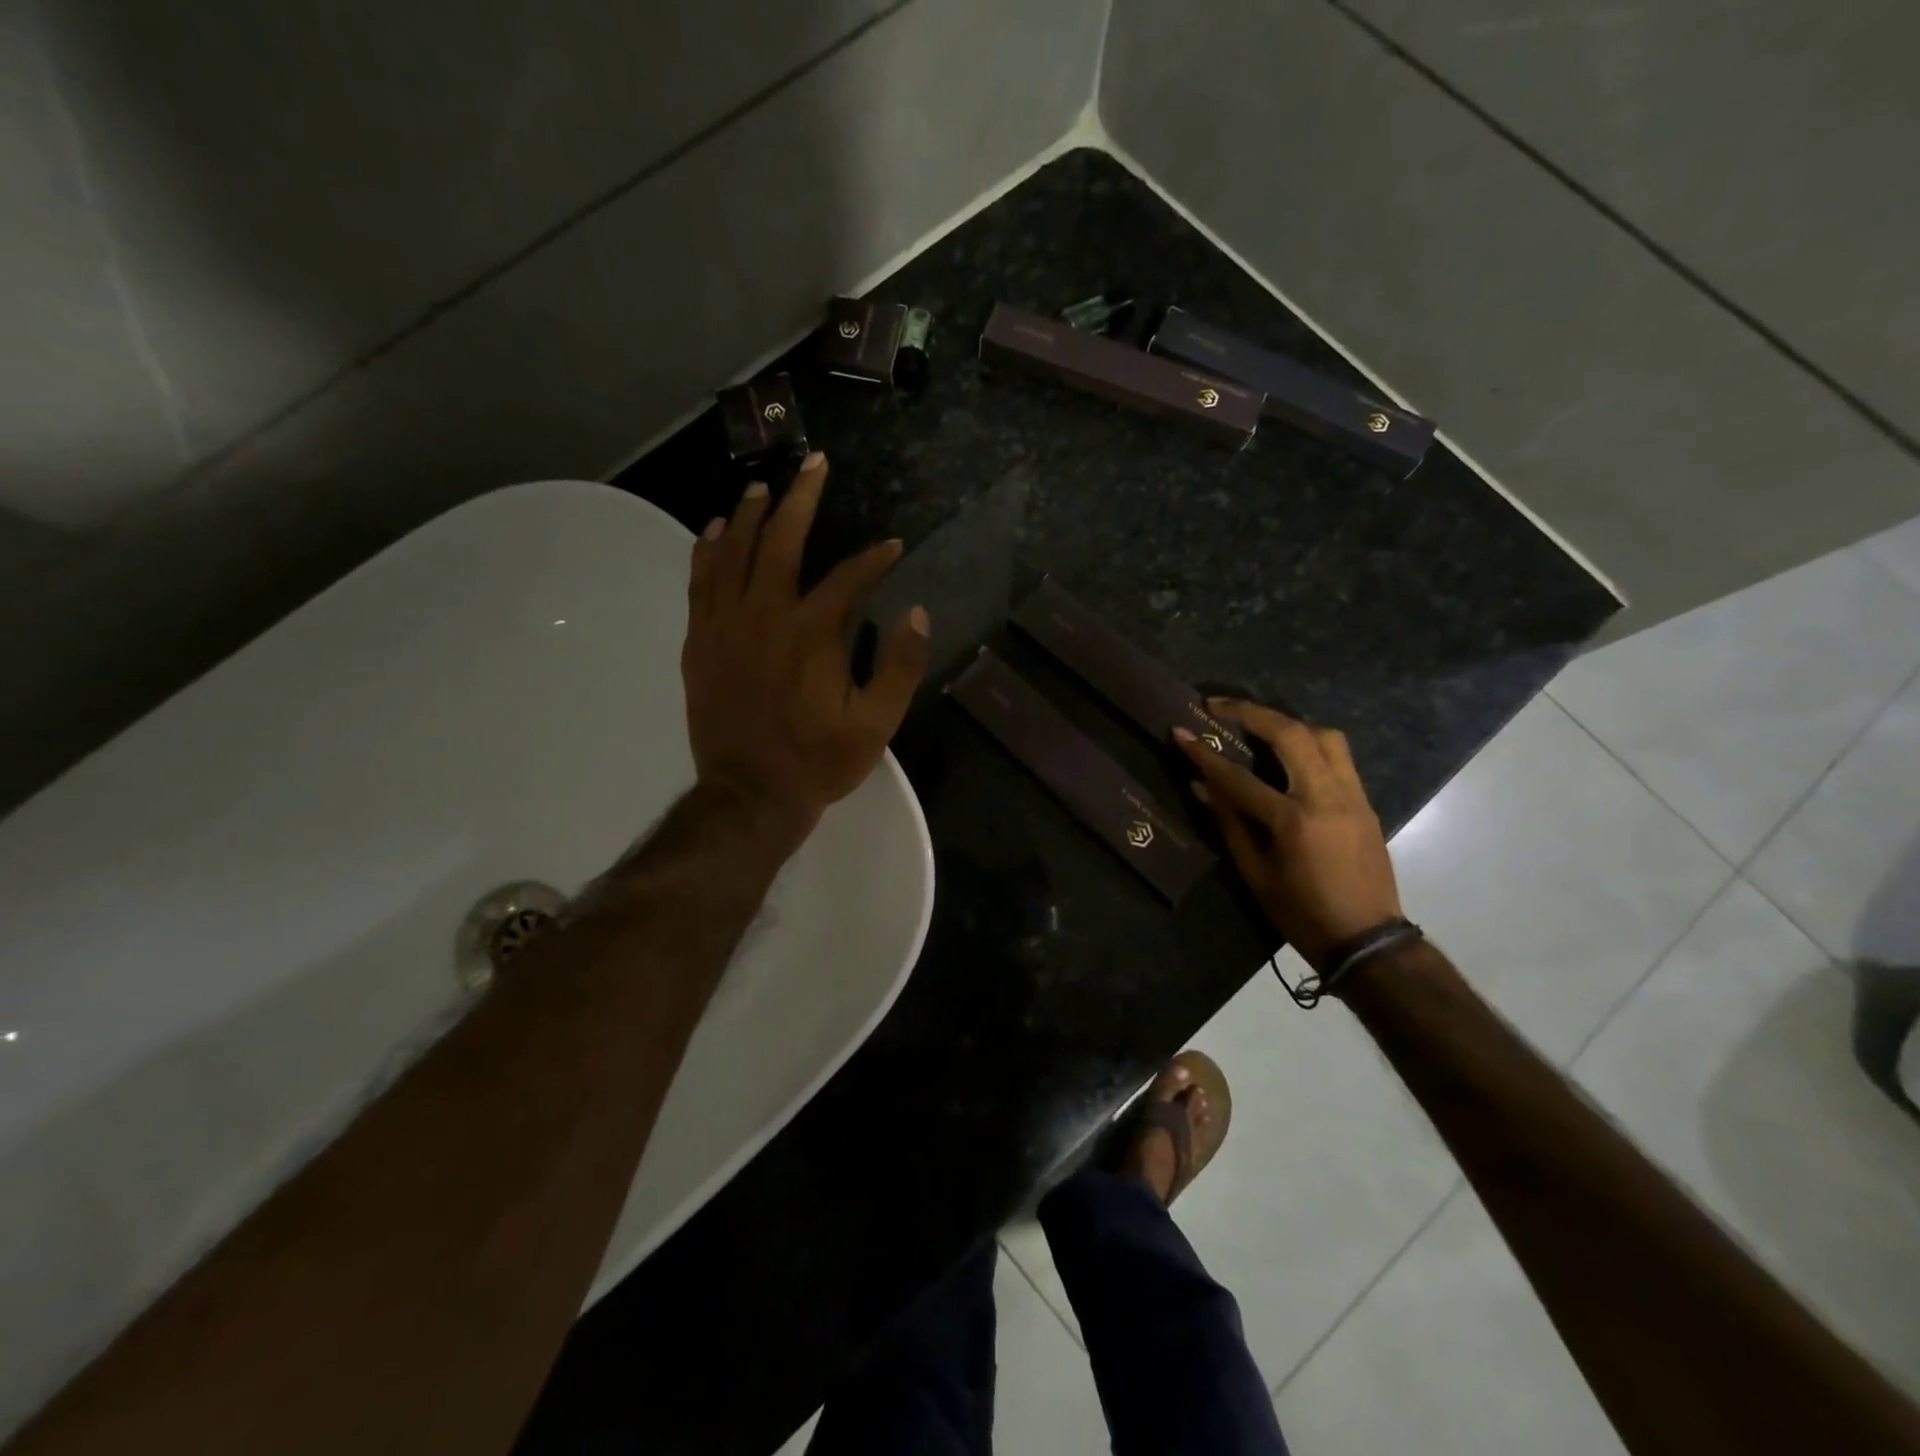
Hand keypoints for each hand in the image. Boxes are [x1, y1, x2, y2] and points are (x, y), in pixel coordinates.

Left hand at [682, 452, 928, 829]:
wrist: (750, 795)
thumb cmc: (818, 761)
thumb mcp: (877, 724)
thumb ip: (900, 667)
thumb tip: (917, 613)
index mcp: (812, 633)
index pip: (849, 577)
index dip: (874, 558)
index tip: (892, 546)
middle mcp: (765, 615)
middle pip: (782, 541)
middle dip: (803, 498)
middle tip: (814, 463)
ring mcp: (725, 625)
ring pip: (734, 552)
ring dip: (751, 515)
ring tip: (764, 488)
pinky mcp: (699, 642)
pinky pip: (700, 583)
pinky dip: (707, 551)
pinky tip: (714, 530)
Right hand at [1175, 702, 1401, 972]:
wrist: (1367, 940)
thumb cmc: (1302, 913)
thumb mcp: (1255, 873)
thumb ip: (1229, 824)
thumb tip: (1200, 786)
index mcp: (1294, 820)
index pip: (1239, 777)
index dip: (1205, 754)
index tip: (1180, 731)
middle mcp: (1327, 796)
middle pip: (1291, 734)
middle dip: (1251, 712)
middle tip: (1219, 706)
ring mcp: (1352, 795)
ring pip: (1324, 736)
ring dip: (1287, 723)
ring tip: (1258, 725)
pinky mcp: (1365, 801)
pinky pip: (1339, 757)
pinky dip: (1310, 744)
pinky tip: (1289, 754)